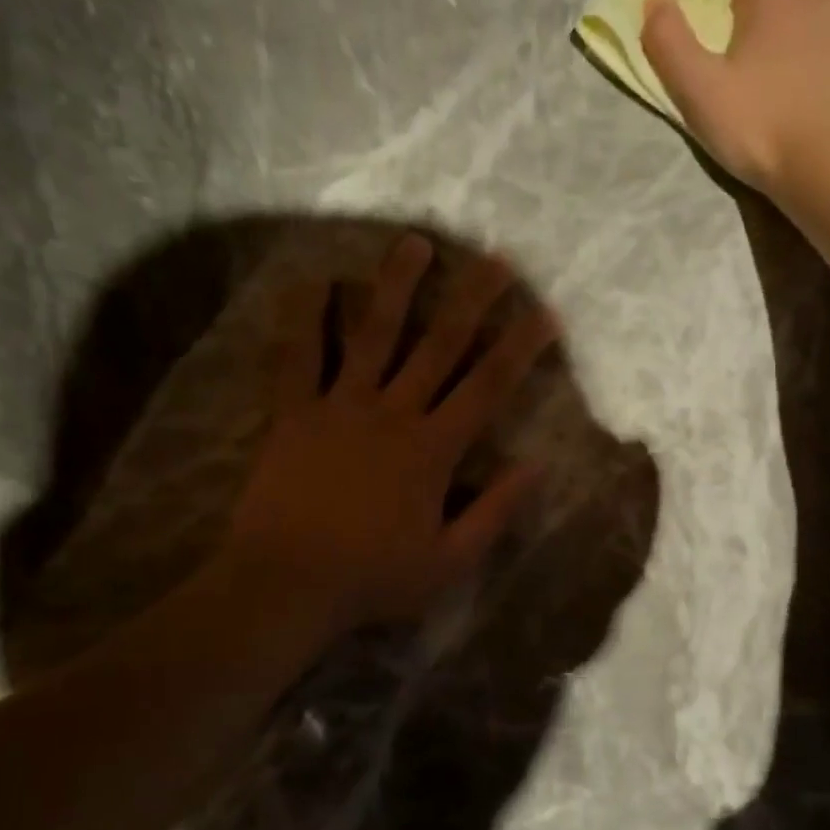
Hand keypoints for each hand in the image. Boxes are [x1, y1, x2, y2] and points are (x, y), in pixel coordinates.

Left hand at [223, 235, 556, 634]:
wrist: (285, 586)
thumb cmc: (372, 579)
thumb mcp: (449, 561)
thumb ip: (496, 511)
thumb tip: (538, 466)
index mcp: (433, 449)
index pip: (488, 387)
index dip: (520, 347)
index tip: (544, 313)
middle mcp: (392, 413)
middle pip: (440, 346)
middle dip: (473, 300)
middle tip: (495, 258)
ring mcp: (339, 407)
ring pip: (373, 335)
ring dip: (396, 287)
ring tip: (415, 242)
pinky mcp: (293, 413)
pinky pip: (298, 357)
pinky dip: (305, 318)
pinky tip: (315, 280)